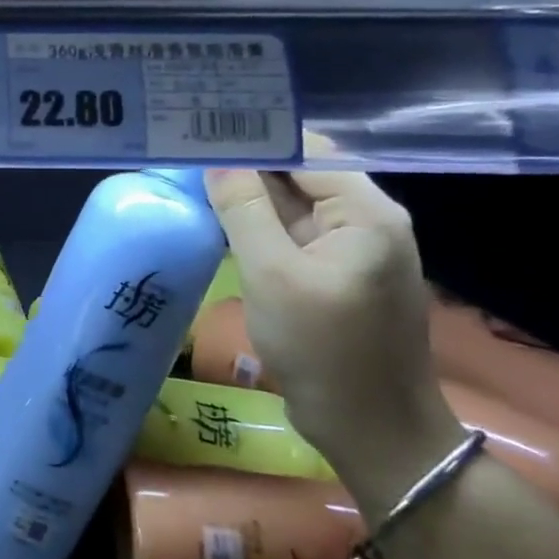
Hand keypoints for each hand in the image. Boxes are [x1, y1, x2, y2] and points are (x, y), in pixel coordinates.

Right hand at [204, 165, 465, 510]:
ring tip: (193, 177)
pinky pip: (292, 235)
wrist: (370, 429)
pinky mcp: (333, 274)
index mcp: (365, 212)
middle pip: (300, 174)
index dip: (254, 137)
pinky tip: (219, 220)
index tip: (201, 128)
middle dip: (246, 163)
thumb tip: (216, 159)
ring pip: (292, 205)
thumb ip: (243, 210)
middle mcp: (365, 221)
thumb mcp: (273, 274)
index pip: (305, 152)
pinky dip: (257, 224)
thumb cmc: (324, 349)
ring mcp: (350, 249)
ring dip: (247, 194)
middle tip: (187, 149)